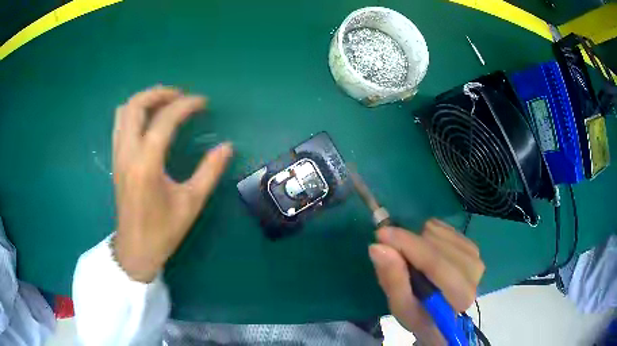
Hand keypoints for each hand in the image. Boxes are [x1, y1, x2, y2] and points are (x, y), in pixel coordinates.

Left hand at [112, 86, 232, 282]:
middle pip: (136, 105)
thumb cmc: (163, 231)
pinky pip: (120, 124)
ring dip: (145, 100)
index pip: (165, 120)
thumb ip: (209, 172)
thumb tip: (227, 146)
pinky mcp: (116, 160)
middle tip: (180, 96)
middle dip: (159, 93)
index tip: (203, 103)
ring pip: (124, 112)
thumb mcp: (191, 203)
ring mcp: (118, 156)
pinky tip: (149, 121)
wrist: (135, 250)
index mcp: (146, 164)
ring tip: (165, 103)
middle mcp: (127, 153)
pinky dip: (135, 113)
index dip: (186, 105)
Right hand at [369, 219, 483, 344]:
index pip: (436, 265)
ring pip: (439, 233)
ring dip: (419, 241)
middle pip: (437, 245)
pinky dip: (427, 235)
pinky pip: (443, 227)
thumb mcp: (400, 307)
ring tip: (413, 260)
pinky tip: (426, 251)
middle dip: (409, 244)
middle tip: (391, 251)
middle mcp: (473, 272)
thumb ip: (392, 279)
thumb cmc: (420, 315)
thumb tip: (378, 247)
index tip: (381, 234)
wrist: (441, 314)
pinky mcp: (471, 245)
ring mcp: (475, 255)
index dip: (409, 246)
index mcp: (460, 296)